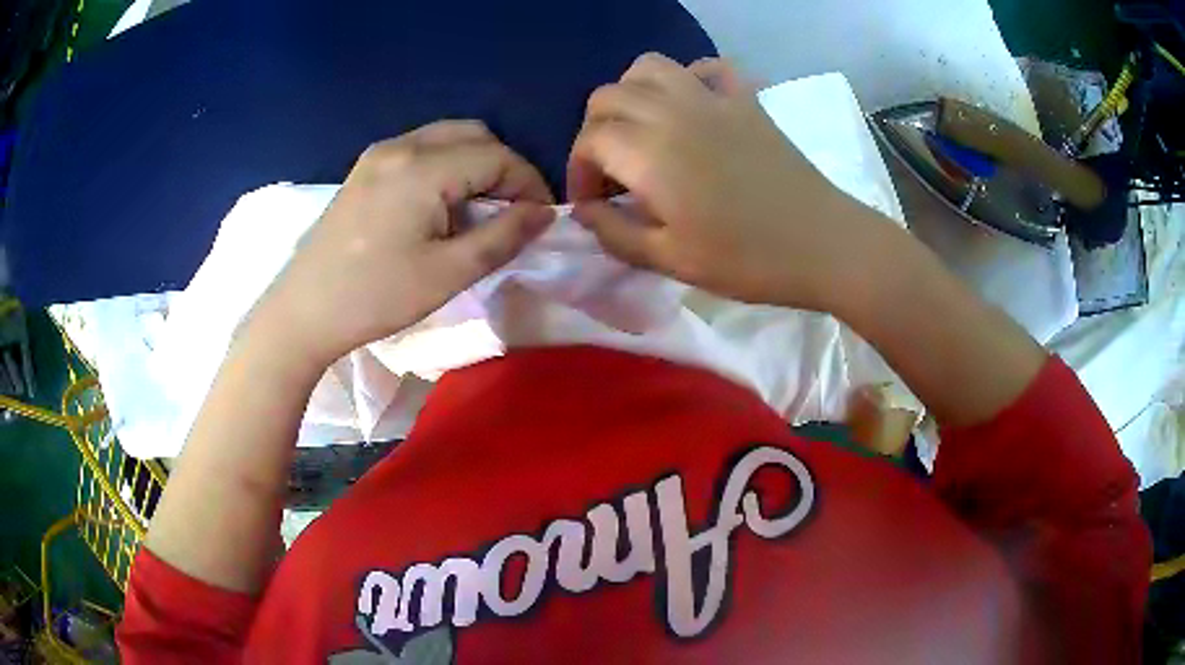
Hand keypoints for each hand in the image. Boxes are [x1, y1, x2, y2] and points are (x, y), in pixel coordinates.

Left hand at [251, 121, 555, 367]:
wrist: (303, 311)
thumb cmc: (376, 296)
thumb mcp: (448, 273)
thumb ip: (503, 236)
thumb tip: (543, 213)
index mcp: (423, 168)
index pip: (497, 157)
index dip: (529, 183)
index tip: (540, 218)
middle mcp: (401, 146)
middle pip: (474, 134)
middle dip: (504, 167)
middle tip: (512, 210)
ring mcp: (378, 154)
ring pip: (446, 137)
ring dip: (475, 163)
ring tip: (480, 208)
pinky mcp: (364, 169)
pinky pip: (420, 149)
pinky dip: (446, 165)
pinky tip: (441, 203)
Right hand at [568, 54, 878, 310]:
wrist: (824, 244)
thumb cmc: (747, 259)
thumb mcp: (671, 260)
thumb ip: (615, 234)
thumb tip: (584, 213)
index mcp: (650, 152)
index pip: (589, 140)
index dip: (579, 172)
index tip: (594, 204)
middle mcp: (673, 111)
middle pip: (608, 96)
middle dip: (595, 131)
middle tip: (612, 171)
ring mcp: (713, 98)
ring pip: (649, 67)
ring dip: (631, 94)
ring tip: (641, 131)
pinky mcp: (746, 99)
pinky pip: (708, 67)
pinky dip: (689, 78)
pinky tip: (692, 107)